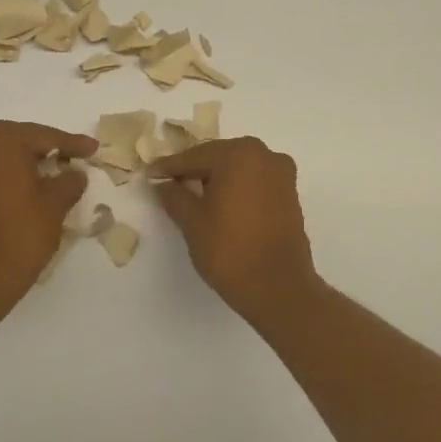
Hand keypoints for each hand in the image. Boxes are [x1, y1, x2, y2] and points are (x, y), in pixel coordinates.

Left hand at [0, 120, 96, 311]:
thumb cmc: (19, 235)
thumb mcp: (55, 206)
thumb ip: (69, 181)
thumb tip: (74, 172)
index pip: (44, 136)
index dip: (72, 144)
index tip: (93, 149)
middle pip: (17, 142)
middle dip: (44, 151)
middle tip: (71, 160)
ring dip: (21, 165)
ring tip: (47, 177)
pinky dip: (2, 180)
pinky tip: (20, 194)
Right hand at [150, 137, 320, 321]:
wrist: (278, 287)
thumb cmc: (230, 250)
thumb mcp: (192, 222)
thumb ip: (174, 196)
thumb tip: (162, 183)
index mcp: (239, 154)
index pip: (194, 156)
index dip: (169, 167)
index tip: (150, 174)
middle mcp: (264, 155)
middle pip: (219, 157)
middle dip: (194, 170)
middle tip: (169, 184)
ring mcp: (282, 174)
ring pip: (239, 168)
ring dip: (217, 178)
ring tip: (192, 195)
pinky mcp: (290, 194)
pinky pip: (255, 182)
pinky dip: (236, 188)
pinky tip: (220, 204)